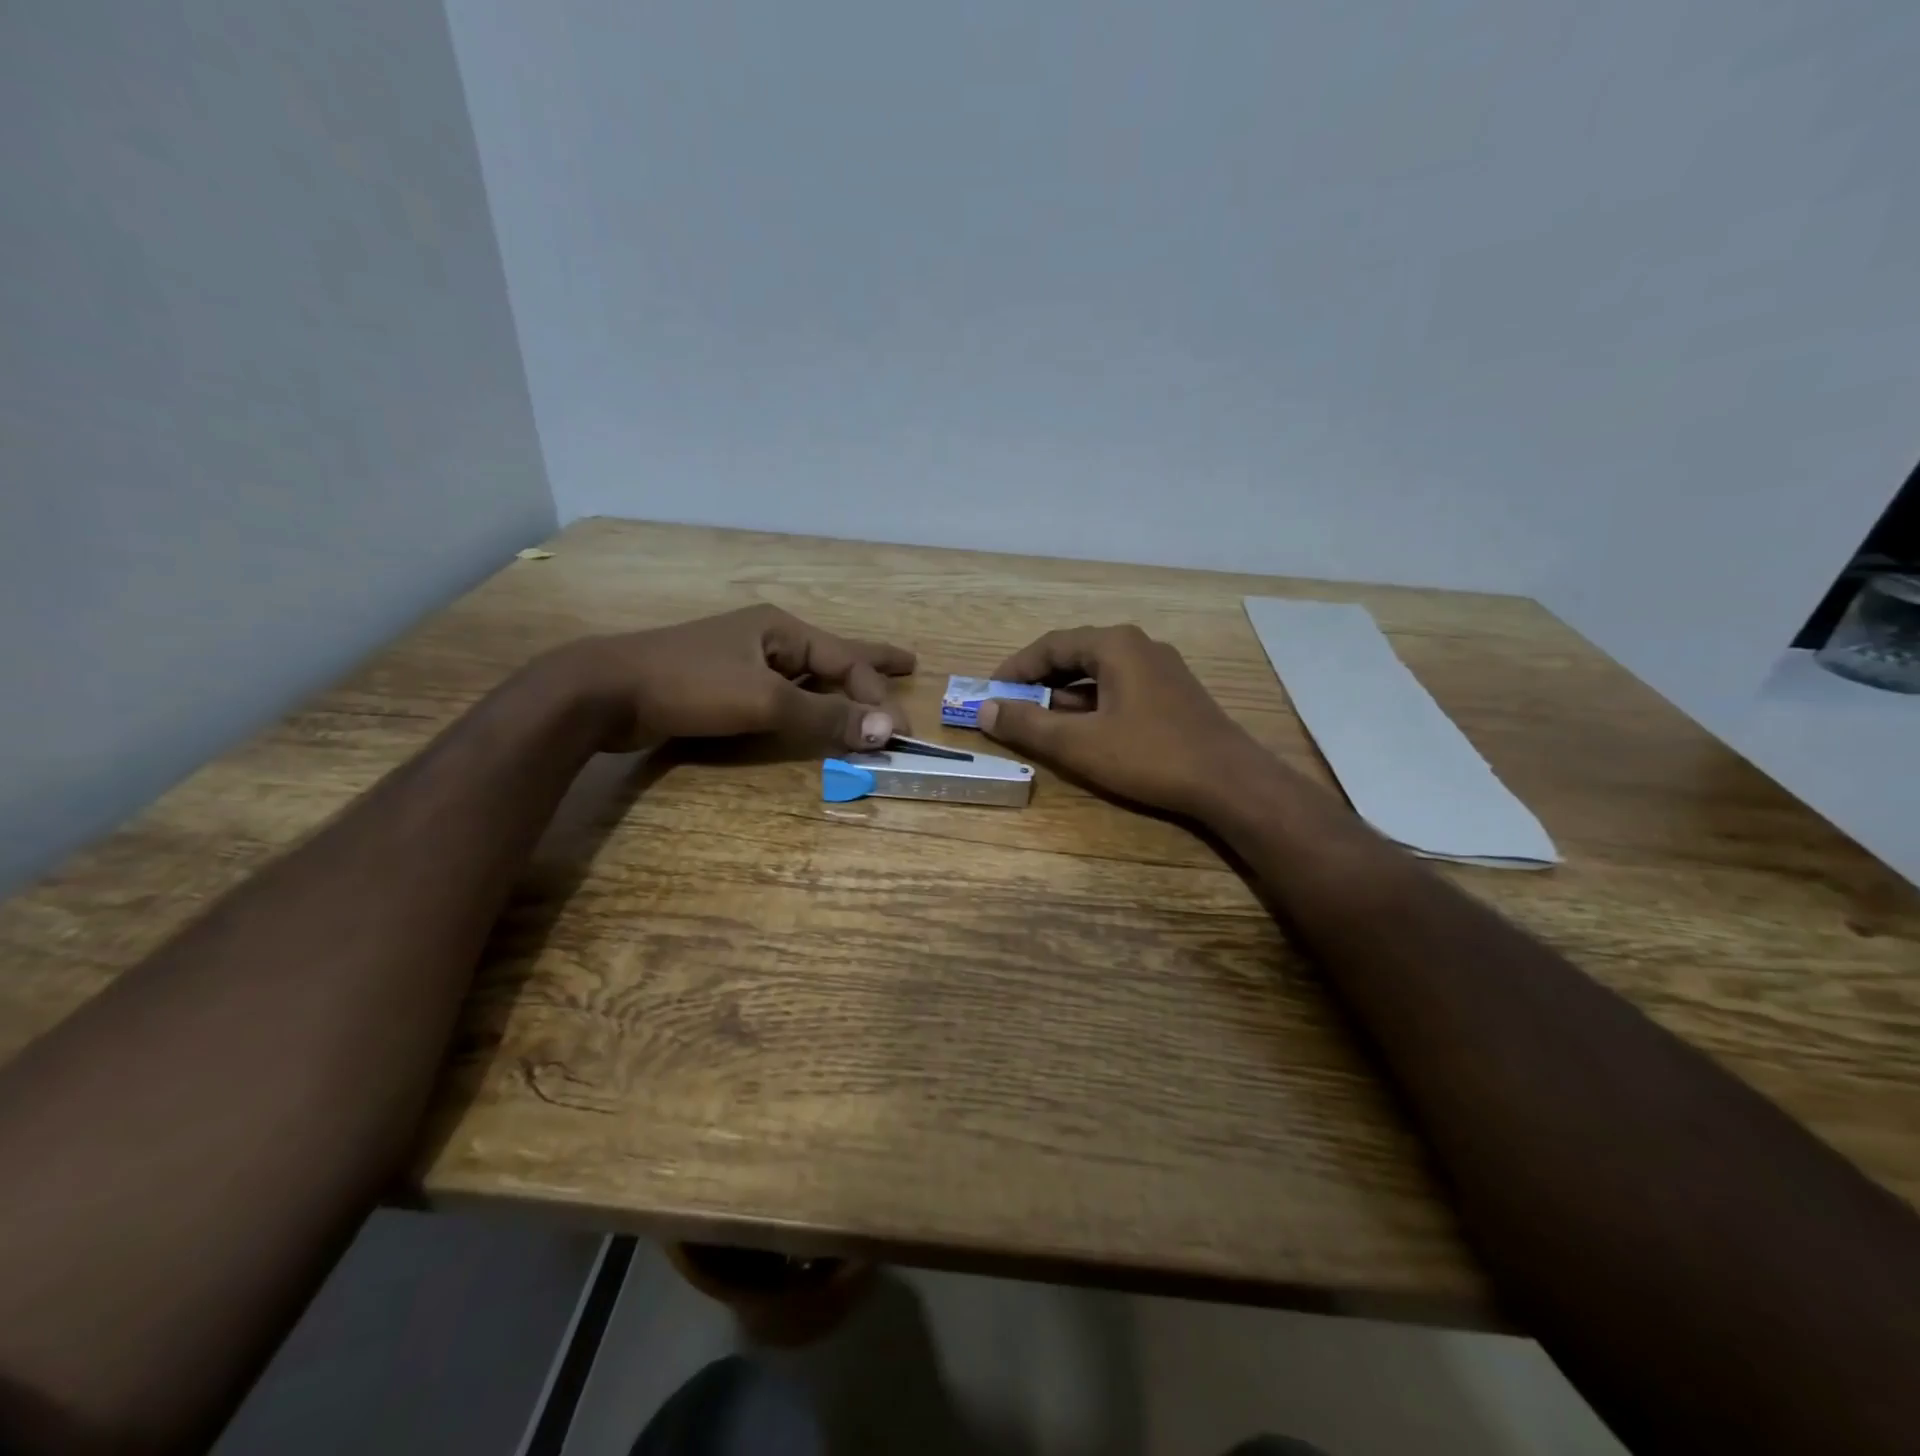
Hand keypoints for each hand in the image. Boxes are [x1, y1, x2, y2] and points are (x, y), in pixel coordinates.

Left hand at [558, 606, 915, 752]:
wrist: (605, 690)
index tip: (901, 732)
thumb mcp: (764, 701)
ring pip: (806, 673)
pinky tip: (810, 706)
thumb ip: (824, 716)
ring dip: (839, 685)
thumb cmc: (690, 685)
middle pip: (833, 653)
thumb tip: (886, 730)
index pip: (846, 661)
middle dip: (871, 662)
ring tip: (866, 690)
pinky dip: (806, 701)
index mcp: (781, 628)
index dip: (877, 695)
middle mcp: (767, 638)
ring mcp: (742, 659)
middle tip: (909, 663)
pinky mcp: (721, 684)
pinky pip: (781, 691)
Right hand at [978, 624, 1269, 816]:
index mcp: (1115, 645)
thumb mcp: (1078, 744)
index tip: (990, 691)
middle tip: (1011, 705)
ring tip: (1040, 719)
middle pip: (1075, 655)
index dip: (1016, 668)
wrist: (1230, 782)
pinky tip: (1085, 729)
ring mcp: (1162, 668)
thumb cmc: (1149, 756)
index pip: (1051, 645)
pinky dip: (1093, 703)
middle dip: (1039, 681)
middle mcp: (1139, 646)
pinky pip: (1121, 687)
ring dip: (1065, 694)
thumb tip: (984, 709)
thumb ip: (1028, 724)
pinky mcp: (1174, 693)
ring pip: (1099, 673)